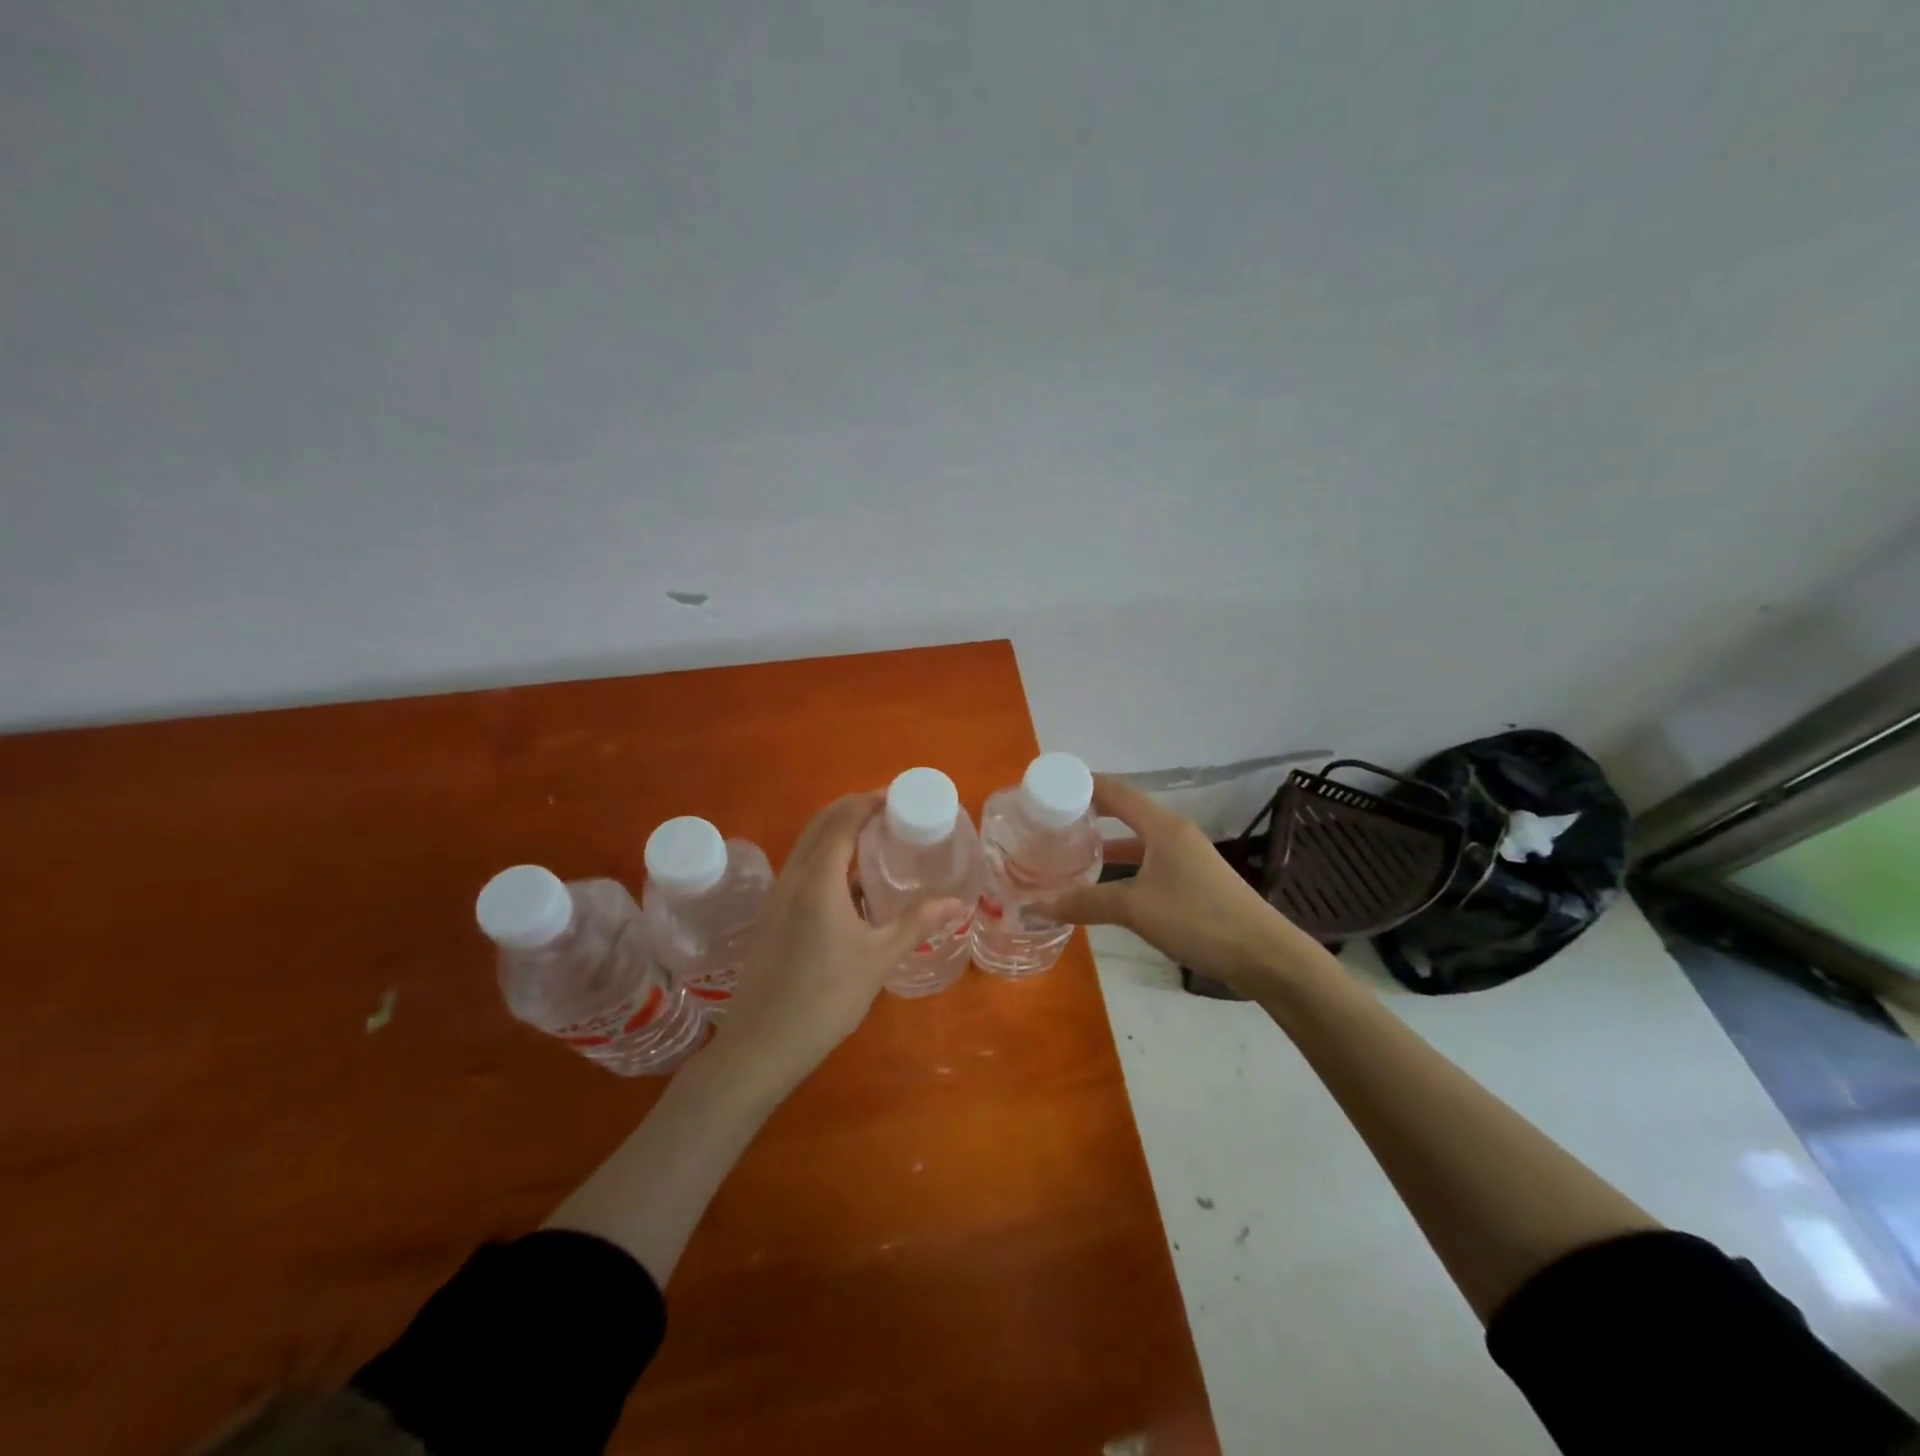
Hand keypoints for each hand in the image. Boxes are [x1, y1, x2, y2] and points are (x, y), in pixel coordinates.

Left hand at [707, 793, 962, 1096]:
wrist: (761, 1044)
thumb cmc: (825, 998)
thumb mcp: (878, 958)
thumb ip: (917, 923)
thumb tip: (958, 902)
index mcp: (818, 879)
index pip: (843, 820)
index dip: (869, 801)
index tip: (897, 796)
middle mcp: (793, 877)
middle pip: (821, 823)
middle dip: (853, 808)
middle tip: (889, 811)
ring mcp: (777, 895)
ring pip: (806, 844)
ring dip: (836, 830)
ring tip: (874, 839)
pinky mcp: (771, 914)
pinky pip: (800, 867)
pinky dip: (825, 855)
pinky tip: (850, 882)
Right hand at [1038, 775, 1305, 993]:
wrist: (1263, 954)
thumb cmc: (1198, 919)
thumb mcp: (1135, 909)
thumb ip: (1085, 902)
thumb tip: (1036, 904)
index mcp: (1162, 826)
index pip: (1116, 790)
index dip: (1083, 785)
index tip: (1049, 788)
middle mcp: (1174, 833)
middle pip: (1125, 810)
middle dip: (1089, 812)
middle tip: (1052, 822)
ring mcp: (1186, 857)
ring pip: (1137, 838)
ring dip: (1106, 841)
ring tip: (1070, 850)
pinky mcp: (1192, 880)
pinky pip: (1148, 860)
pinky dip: (1123, 864)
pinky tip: (1105, 884)